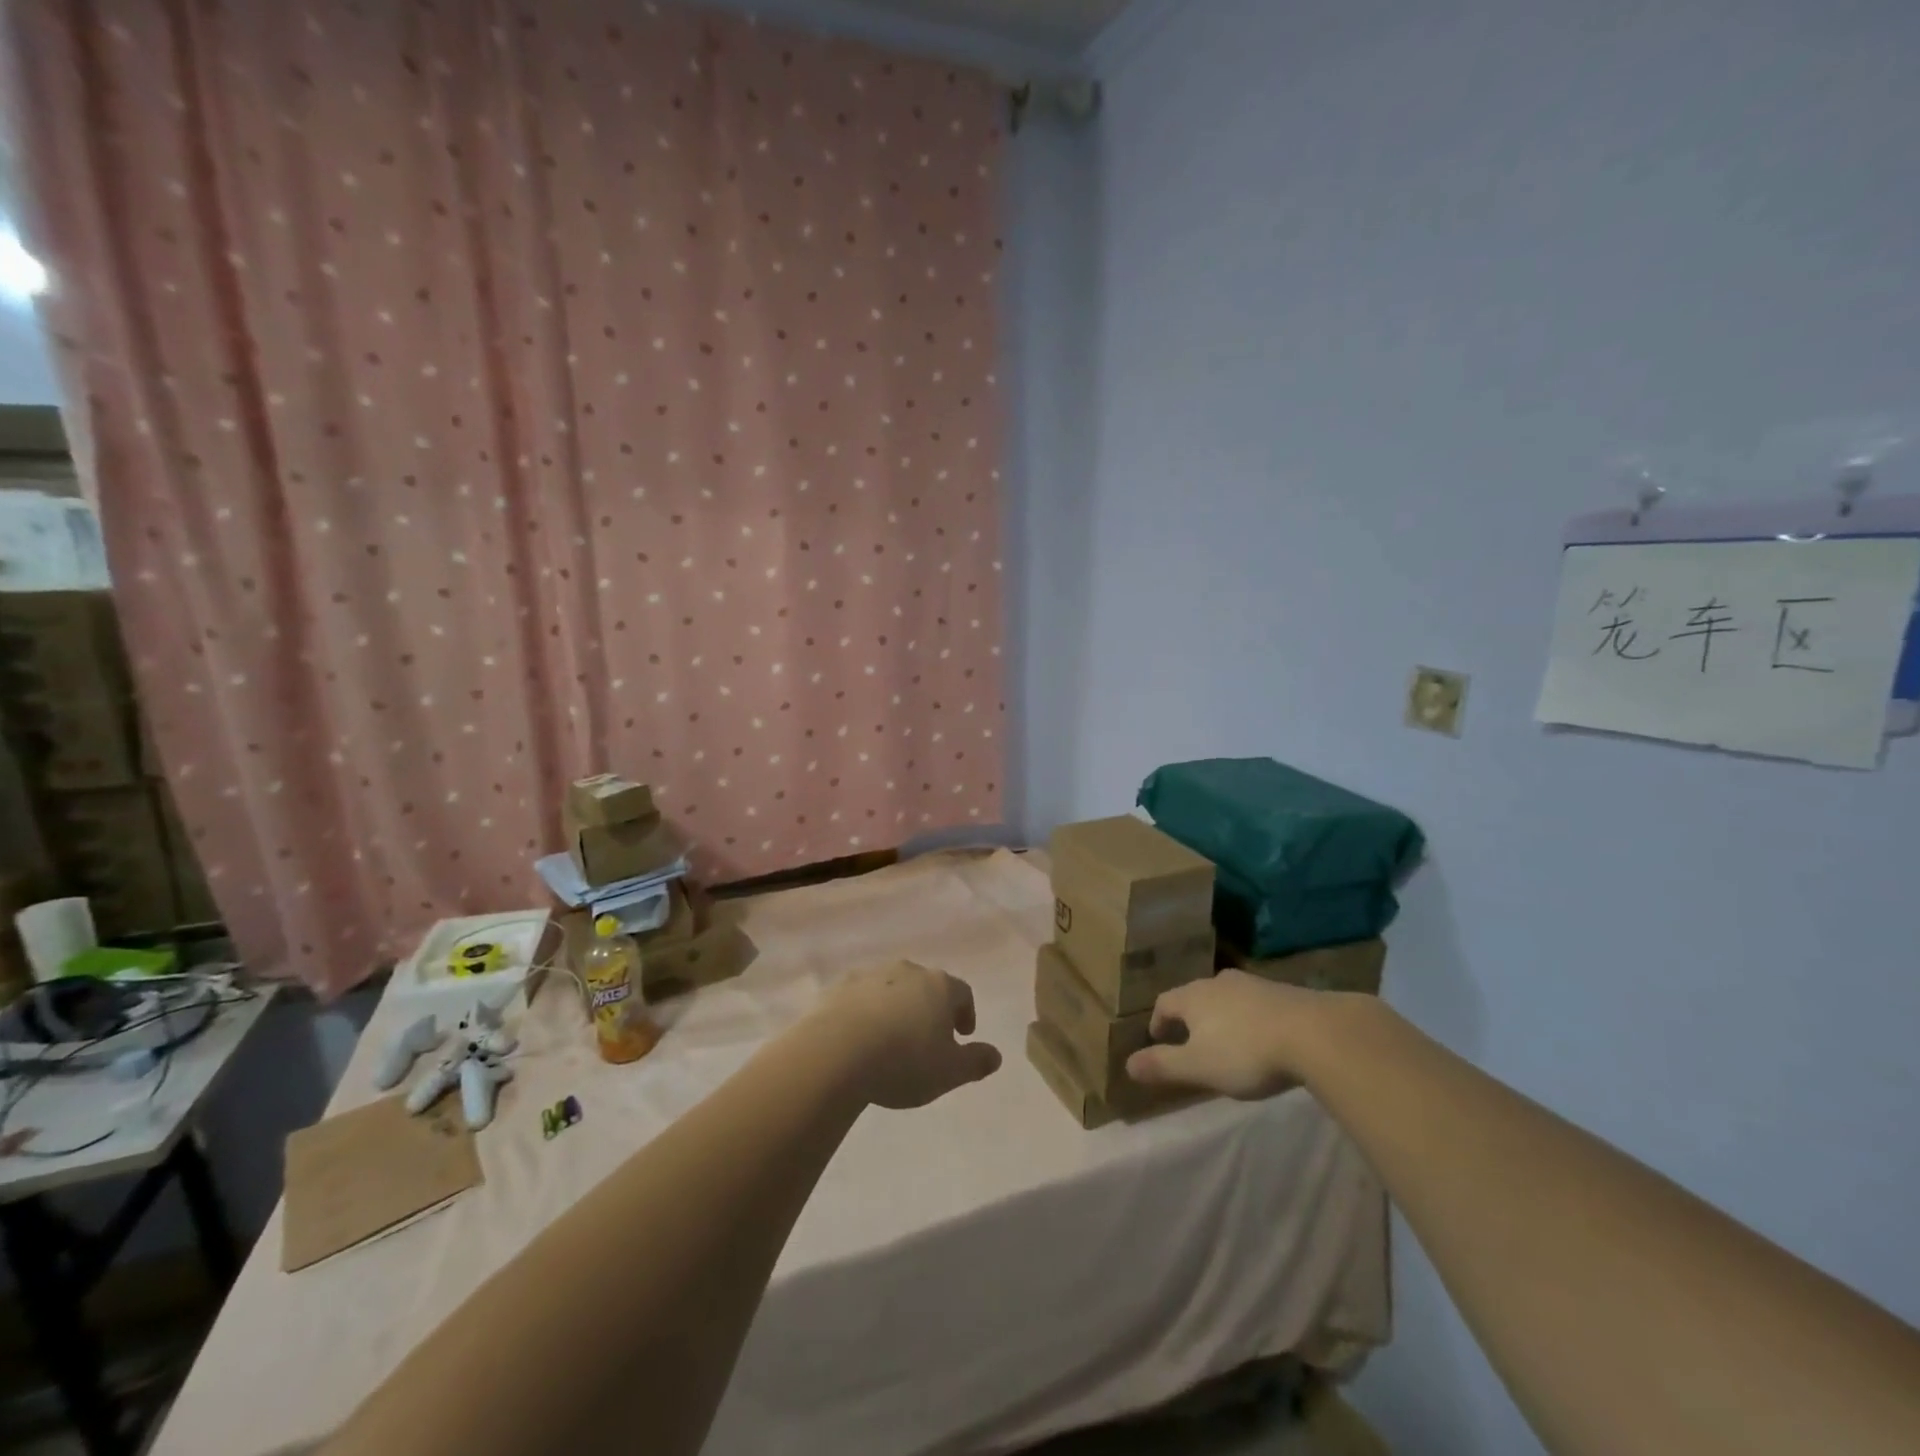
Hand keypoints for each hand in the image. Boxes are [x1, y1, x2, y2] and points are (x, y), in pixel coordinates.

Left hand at [812, 960, 1002, 1109]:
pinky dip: (865, 1011)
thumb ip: (976, 1062)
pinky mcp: (839, 986)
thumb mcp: (949, 1072)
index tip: (963, 1034)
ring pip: (893, 988)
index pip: (962, 993)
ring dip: (897, 1007)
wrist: (836, 1051)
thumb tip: (995, 1055)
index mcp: (939, 986)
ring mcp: (871, 975)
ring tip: (891, 1039)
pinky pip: (860, 996)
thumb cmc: (903, 1061)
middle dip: (930, 1008)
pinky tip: (859, 1037)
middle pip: (927, 986)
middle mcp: (908, 971)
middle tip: (928, 1037)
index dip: (966, 1013)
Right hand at [1125, 970, 1328, 1099]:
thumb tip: (1127, 1064)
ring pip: (1225, 998)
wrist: (1314, 1033)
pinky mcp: (1283, 991)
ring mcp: (1252, 984)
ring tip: (1226, 1040)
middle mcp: (1217, 982)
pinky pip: (1254, 1003)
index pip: (1164, 1003)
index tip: (1158, 1039)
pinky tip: (1261, 1037)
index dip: (1158, 1021)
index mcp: (1192, 997)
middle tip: (1191, 1041)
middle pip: (1194, 996)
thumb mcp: (1199, 1067)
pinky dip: (1249, 1018)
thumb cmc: (1246, 1052)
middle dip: (1190, 1017)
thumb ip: (1163, 1065)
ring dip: (1220, 1016)